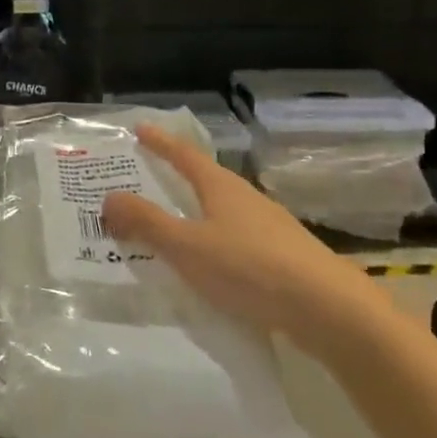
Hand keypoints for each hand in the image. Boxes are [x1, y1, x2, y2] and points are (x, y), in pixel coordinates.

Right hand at [103, 125, 354, 345]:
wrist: (328, 309)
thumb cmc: (250, 268)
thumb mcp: (188, 246)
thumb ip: (147, 223)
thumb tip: (108, 198)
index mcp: (220, 187)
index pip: (183, 154)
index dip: (160, 142)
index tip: (140, 128)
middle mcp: (245, 198)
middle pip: (204, 180)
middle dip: (174, 178)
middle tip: (146, 180)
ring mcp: (268, 227)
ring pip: (221, 212)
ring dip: (195, 214)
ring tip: (171, 228)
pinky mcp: (283, 257)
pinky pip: (236, 240)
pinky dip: (214, 243)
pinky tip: (210, 267)